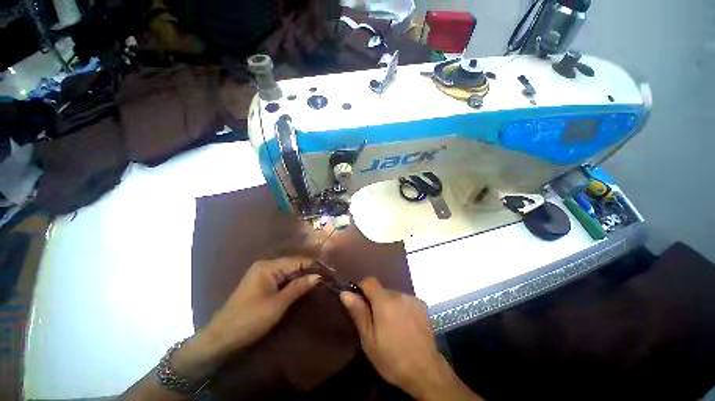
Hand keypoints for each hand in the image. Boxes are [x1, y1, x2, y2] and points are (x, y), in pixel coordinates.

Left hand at [203, 257, 320, 353]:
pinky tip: (303, 286)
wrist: (220, 339)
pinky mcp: (261, 284)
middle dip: (309, 271)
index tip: (329, 273)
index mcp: (268, 266)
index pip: (297, 261)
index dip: (314, 266)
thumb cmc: (249, 320)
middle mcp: (266, 265)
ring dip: (302, 277)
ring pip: (288, 272)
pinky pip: (282, 279)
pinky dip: (293, 282)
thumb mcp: (277, 304)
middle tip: (326, 279)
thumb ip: (298, 287)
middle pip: (293, 264)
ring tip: (319, 282)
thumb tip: (318, 276)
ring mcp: (262, 274)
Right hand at [340, 278, 481, 400]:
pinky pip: (405, 300)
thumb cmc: (392, 358)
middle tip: (376, 322)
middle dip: (376, 301)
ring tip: (392, 325)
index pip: (369, 281)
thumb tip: (345, 292)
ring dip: (389, 305)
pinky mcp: (422, 304)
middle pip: (381, 290)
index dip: (362, 288)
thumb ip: (358, 313)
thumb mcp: (369, 340)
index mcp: (384, 301)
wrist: (426, 371)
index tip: (359, 302)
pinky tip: (405, 324)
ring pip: (393, 295)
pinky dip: (401, 307)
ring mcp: (412, 298)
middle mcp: (399, 294)